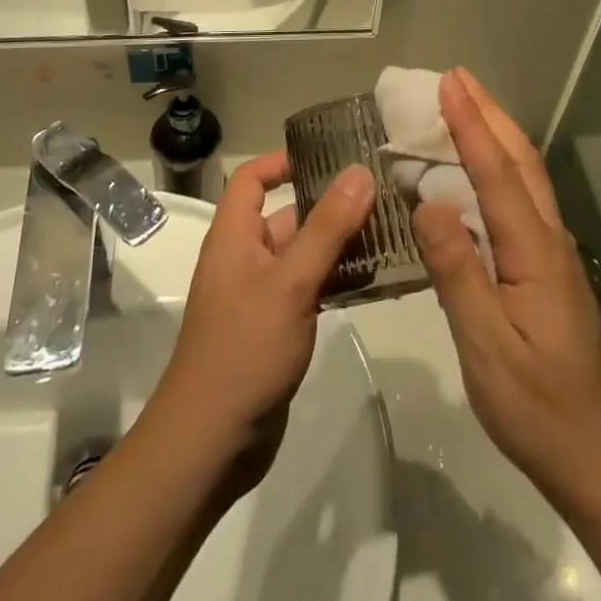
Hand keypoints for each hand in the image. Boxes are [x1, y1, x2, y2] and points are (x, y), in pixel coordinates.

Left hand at [149, 153, 376, 490]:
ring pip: (303, 253)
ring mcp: (260, 294)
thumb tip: (359, 171)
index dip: (284, 161)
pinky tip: (374, 278)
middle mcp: (245, 258)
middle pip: (286, 214)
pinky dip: (336, 277)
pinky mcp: (276, 326)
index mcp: (234, 236)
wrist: (211, 443)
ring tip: (390, 230)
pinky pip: (309, 286)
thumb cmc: (245, 350)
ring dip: (339, 242)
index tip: (331, 157)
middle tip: (382, 194)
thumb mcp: (291, 283)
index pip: (252, 179)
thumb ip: (327, 227)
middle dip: (329, 203)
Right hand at [412, 70, 600, 502]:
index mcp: (533, 250)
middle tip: (456, 77)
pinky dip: (499, 165)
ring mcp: (551, 251)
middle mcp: (548, 237)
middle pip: (520, 160)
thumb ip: (457, 272)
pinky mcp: (547, 267)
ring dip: (497, 132)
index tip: (448, 82)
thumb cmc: (536, 404)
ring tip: (465, 106)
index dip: (471, 124)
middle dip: (489, 112)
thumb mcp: (487, 346)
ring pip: (526, 175)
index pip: (497, 172)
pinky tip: (478, 172)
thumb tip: (428, 203)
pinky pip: (521, 198)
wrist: (596, 453)